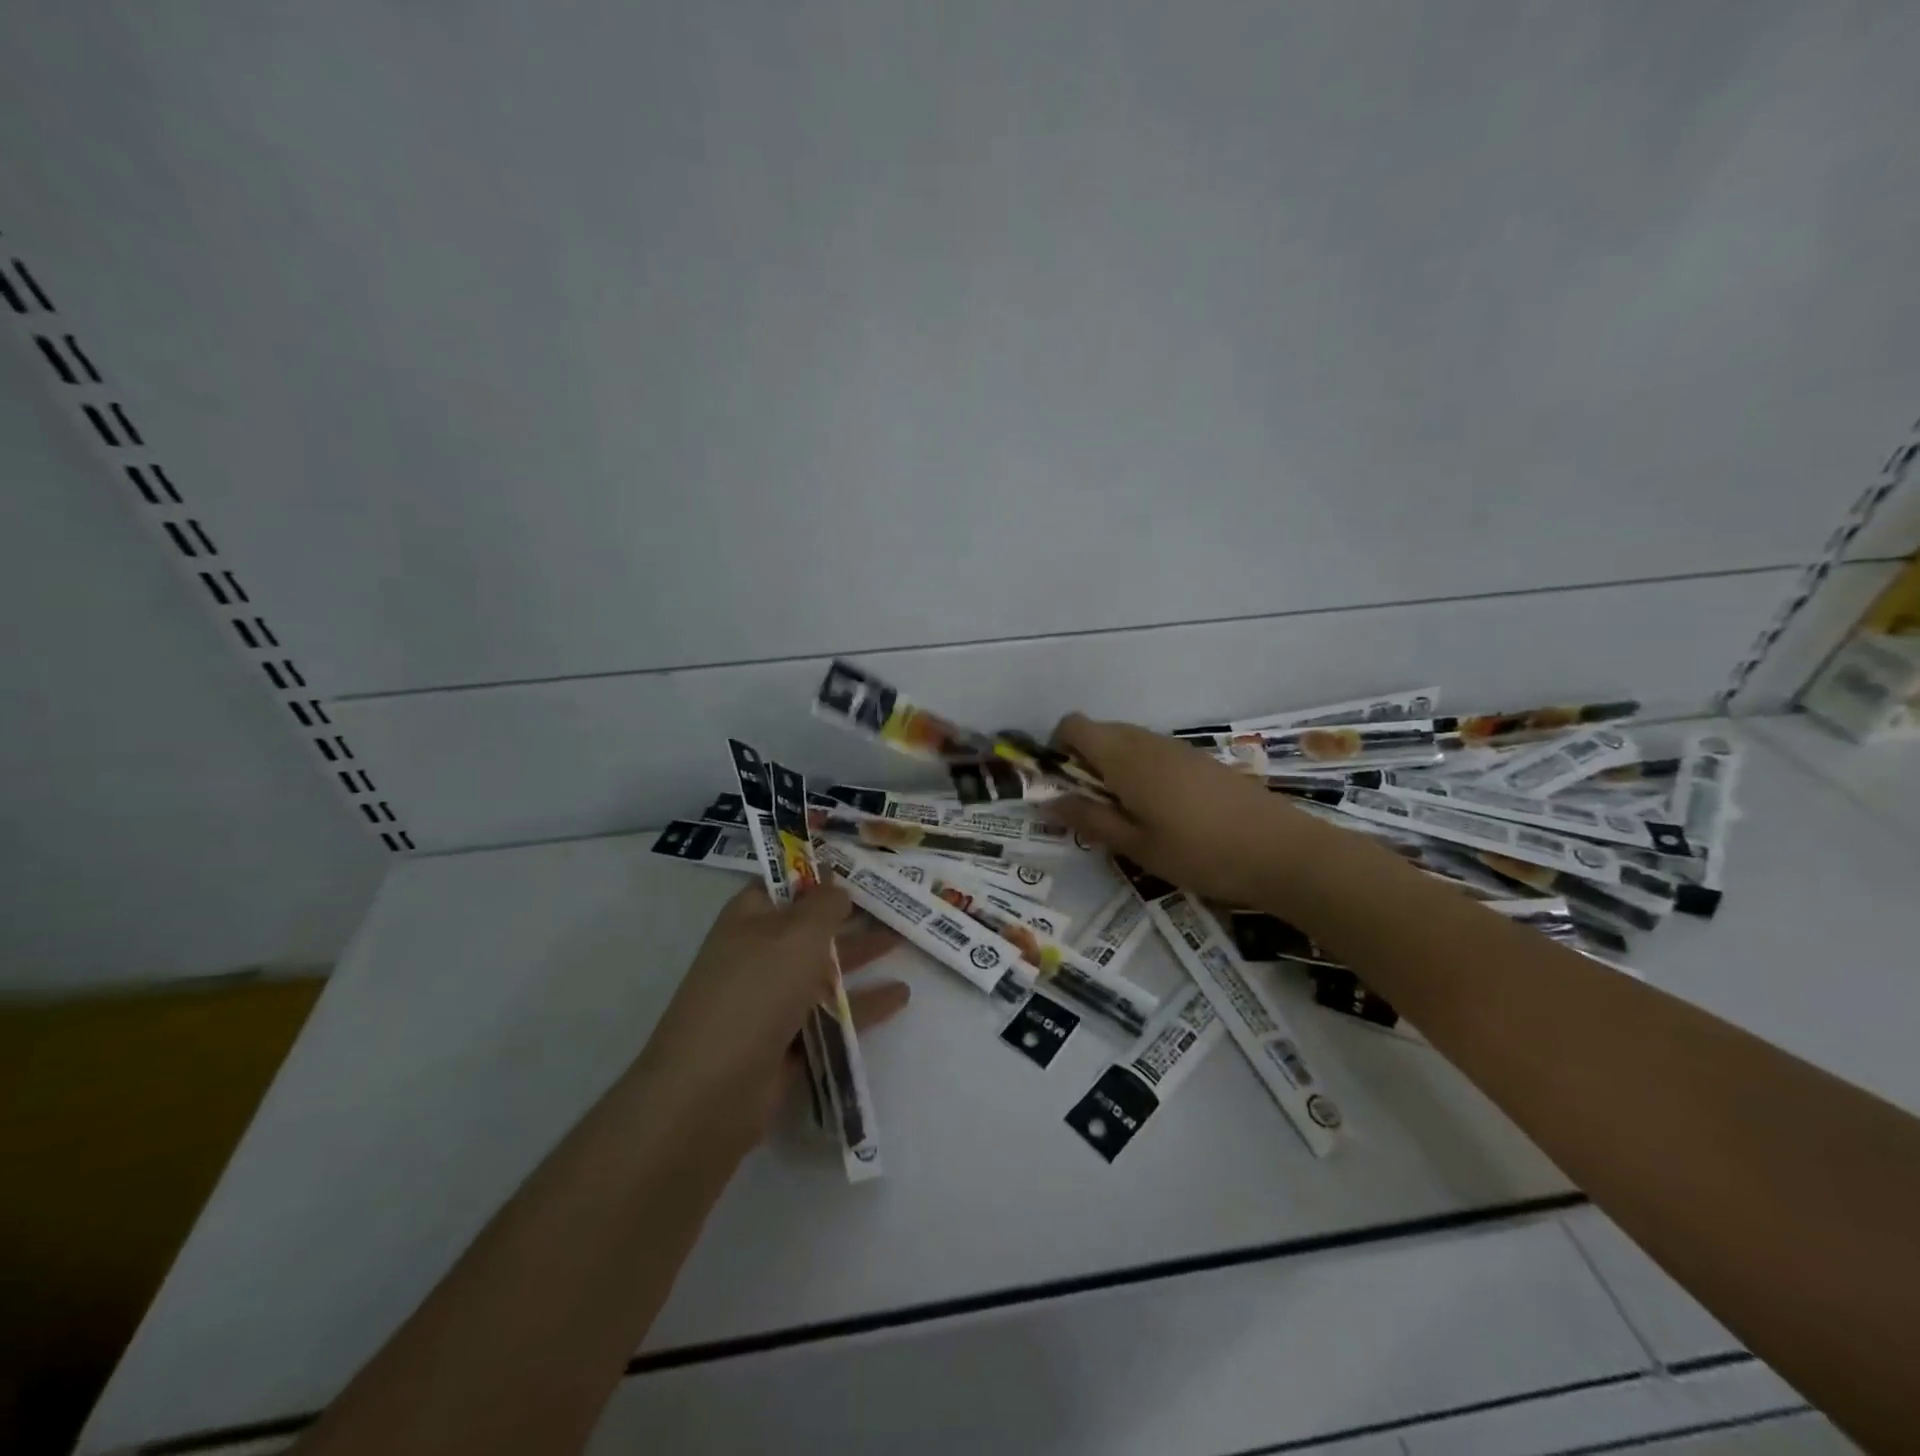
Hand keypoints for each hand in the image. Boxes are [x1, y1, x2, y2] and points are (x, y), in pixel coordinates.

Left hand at [629, 883, 907, 1151]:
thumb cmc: (757, 990)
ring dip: (861, 955)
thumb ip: (825, 906)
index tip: (859, 867)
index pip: (784, 884)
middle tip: (894, 902)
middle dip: (850, 915)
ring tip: (904, 941)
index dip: (818, 873)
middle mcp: (759, 954)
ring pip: (824, 970)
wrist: (712, 1089)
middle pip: (810, 926)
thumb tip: (836, 887)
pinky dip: (864, 1003)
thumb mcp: (798, 933)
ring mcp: (772, 1000)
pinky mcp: (788, 1042)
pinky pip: (832, 1014)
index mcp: (750, 919)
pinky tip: (900, 995)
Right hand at [1048, 713, 1331, 906]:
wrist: (1281, 851)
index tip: (1063, 786)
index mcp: (1124, 758)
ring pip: (1128, 742)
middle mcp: (1147, 741)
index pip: (1074, 725)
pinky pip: (1153, 752)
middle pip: (1099, 731)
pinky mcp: (1200, 759)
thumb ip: (1090, 819)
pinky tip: (1162, 811)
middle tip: (1093, 809)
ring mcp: (1177, 747)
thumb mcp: (1136, 846)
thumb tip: (1049, 801)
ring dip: (1113, 767)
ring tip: (1127, 815)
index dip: (1057, 748)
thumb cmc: (1199, 853)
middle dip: (1084, 762)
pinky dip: (1141, 771)